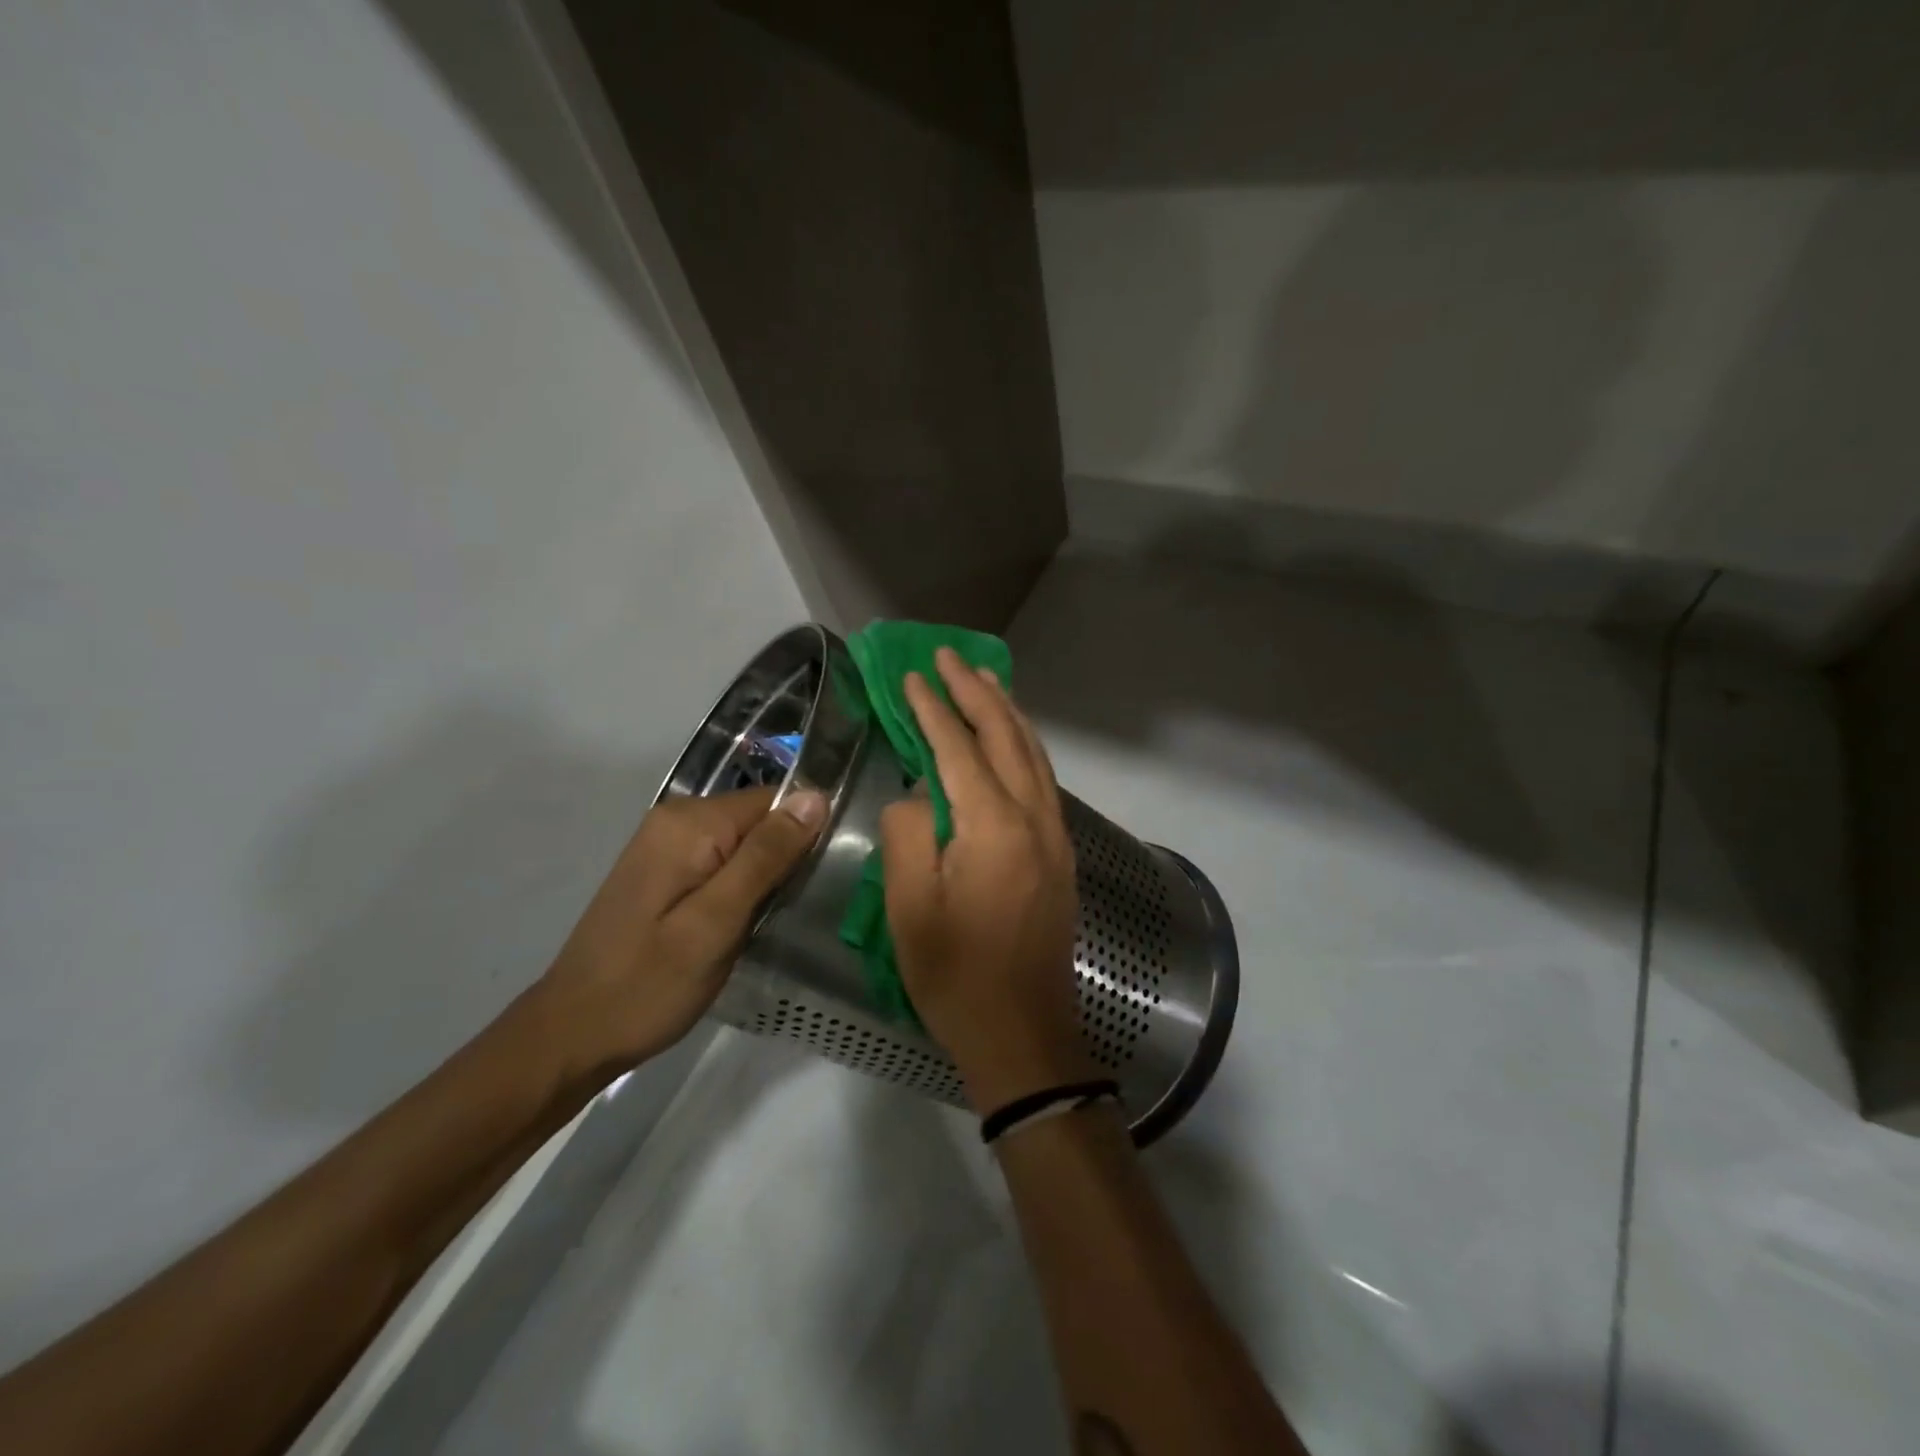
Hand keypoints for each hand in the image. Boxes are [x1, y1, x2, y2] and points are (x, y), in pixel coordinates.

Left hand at [539, 786, 826, 1076]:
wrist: (573, 1034)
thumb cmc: (649, 984)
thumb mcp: (717, 922)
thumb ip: (765, 856)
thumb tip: (815, 796)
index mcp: (690, 823)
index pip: (774, 801)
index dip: (805, 834)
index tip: (820, 880)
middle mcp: (676, 819)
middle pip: (758, 819)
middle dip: (785, 857)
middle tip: (794, 909)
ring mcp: (665, 844)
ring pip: (743, 842)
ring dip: (765, 875)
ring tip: (772, 919)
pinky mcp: (663, 870)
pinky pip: (722, 859)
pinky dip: (741, 885)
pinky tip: (744, 921)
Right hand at [880, 648, 1096, 1113]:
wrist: (1023, 1033)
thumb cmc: (956, 975)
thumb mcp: (909, 907)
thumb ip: (908, 834)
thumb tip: (920, 794)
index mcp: (993, 826)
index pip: (958, 748)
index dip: (933, 709)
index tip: (912, 674)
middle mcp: (1034, 818)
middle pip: (1007, 737)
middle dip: (976, 692)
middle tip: (950, 657)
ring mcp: (1055, 835)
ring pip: (1033, 754)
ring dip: (1006, 713)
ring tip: (983, 681)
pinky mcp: (1060, 854)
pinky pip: (1042, 780)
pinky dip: (1023, 746)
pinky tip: (1009, 740)